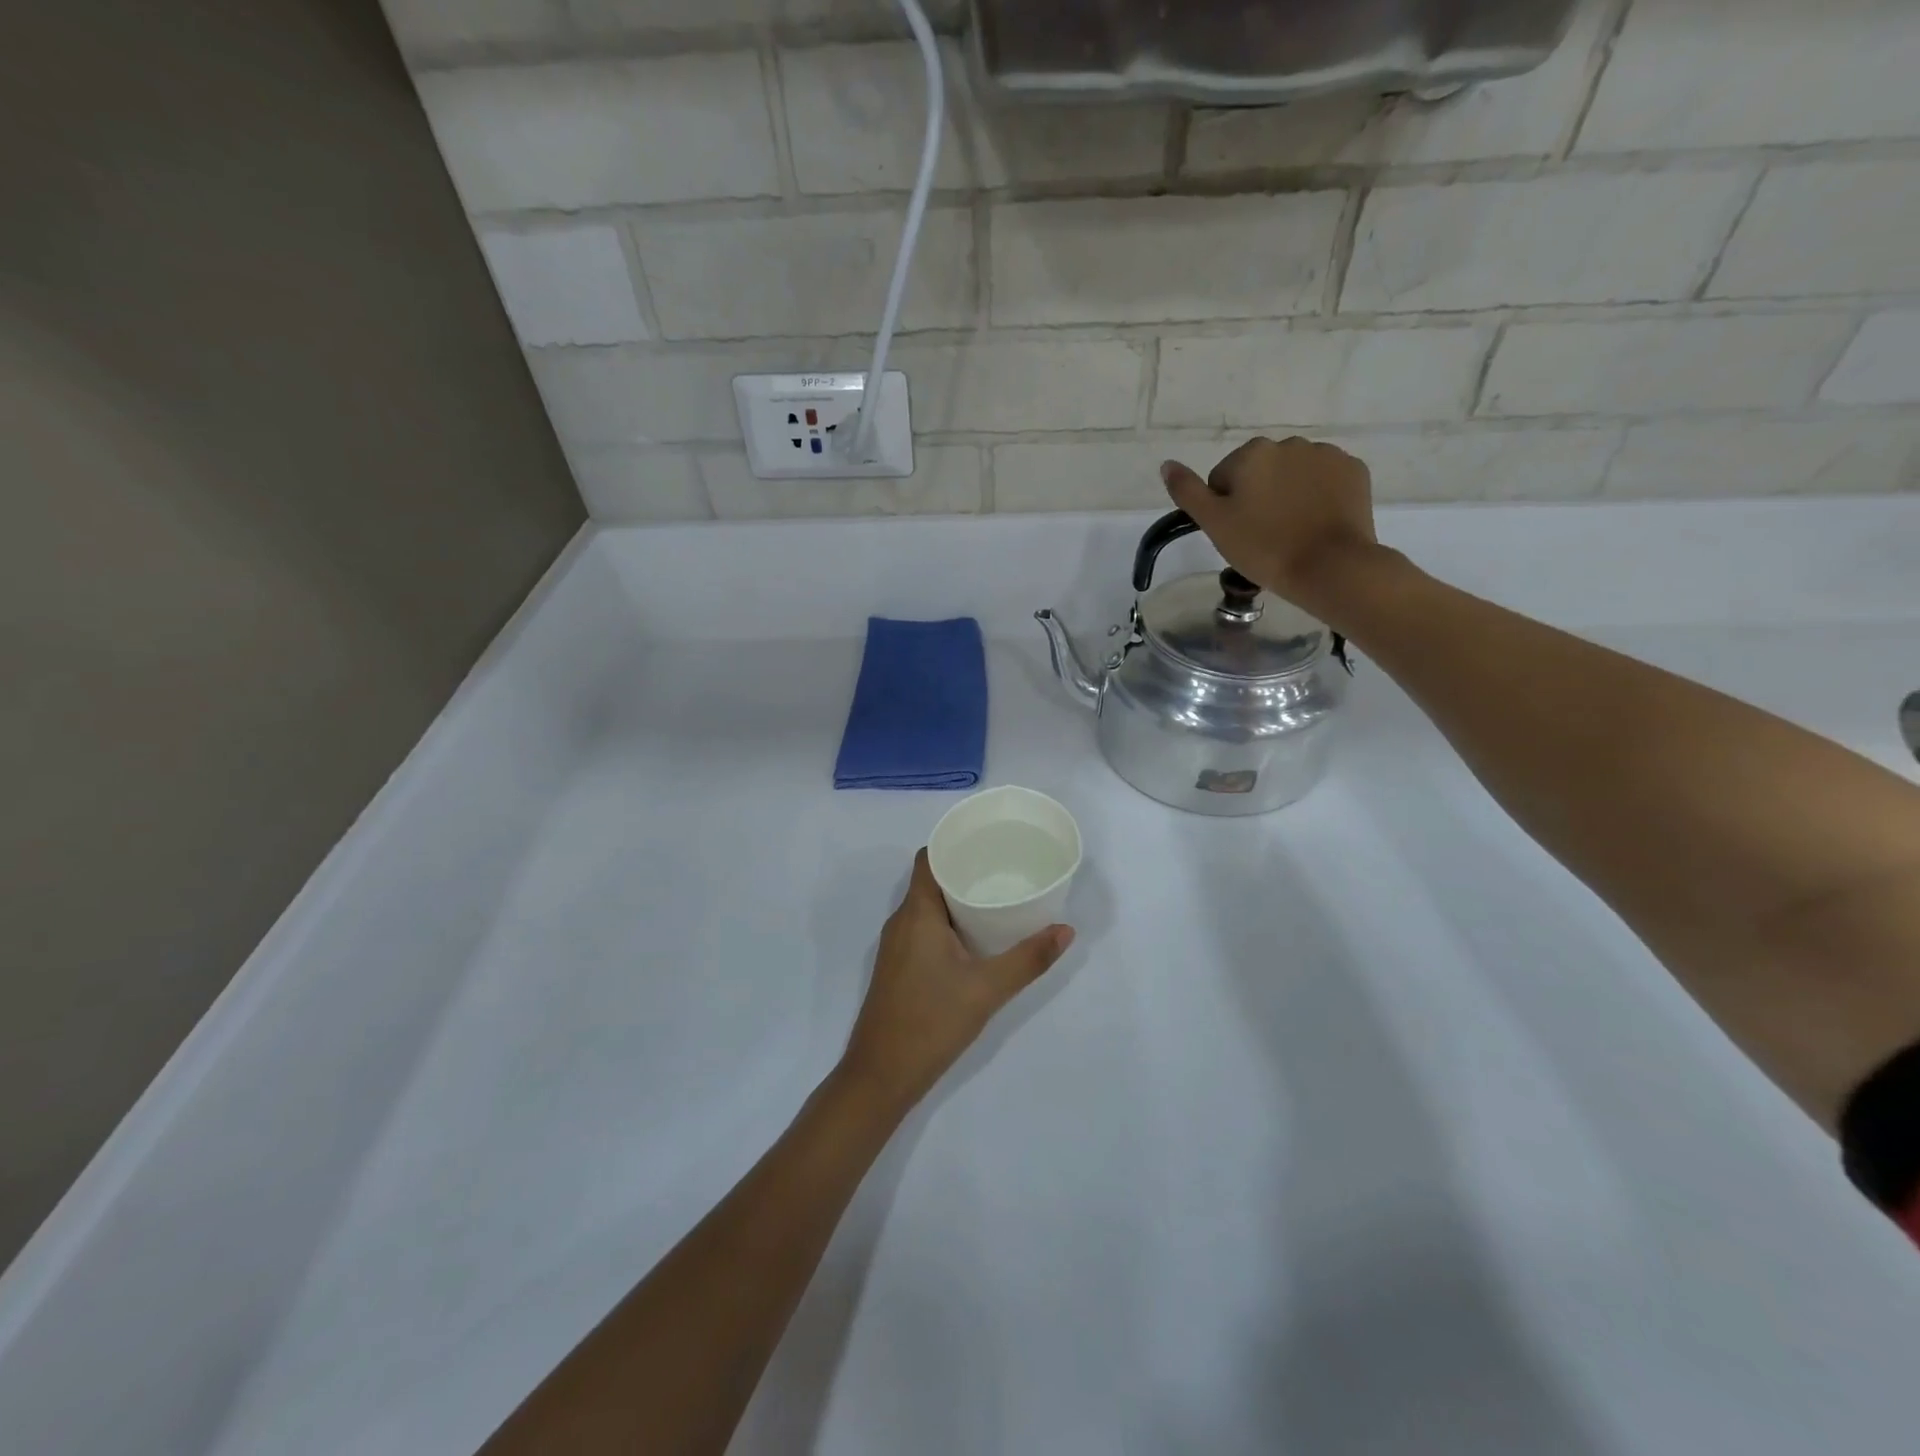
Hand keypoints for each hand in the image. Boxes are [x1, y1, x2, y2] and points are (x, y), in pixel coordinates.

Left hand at [838, 849, 1073, 1112]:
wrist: (881, 1075)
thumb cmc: (931, 1022)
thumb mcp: (987, 989)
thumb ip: (1028, 959)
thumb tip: (1066, 930)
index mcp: (916, 913)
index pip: (928, 858)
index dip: (953, 843)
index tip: (987, 842)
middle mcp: (901, 921)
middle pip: (930, 880)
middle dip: (964, 871)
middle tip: (1004, 869)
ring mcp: (896, 946)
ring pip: (927, 907)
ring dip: (957, 899)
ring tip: (997, 898)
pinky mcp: (898, 967)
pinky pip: (923, 929)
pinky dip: (948, 923)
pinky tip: (975, 938)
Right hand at [1160, 436, 1380, 612]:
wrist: (1330, 566)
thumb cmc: (1264, 547)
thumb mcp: (1214, 524)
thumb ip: (1188, 491)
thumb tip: (1167, 464)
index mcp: (1252, 453)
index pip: (1223, 479)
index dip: (1225, 509)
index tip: (1237, 534)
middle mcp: (1289, 443)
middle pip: (1260, 472)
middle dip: (1258, 497)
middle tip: (1262, 536)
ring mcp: (1326, 455)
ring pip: (1293, 475)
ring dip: (1288, 495)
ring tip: (1292, 532)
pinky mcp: (1354, 471)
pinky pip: (1325, 480)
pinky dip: (1318, 497)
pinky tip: (1316, 524)